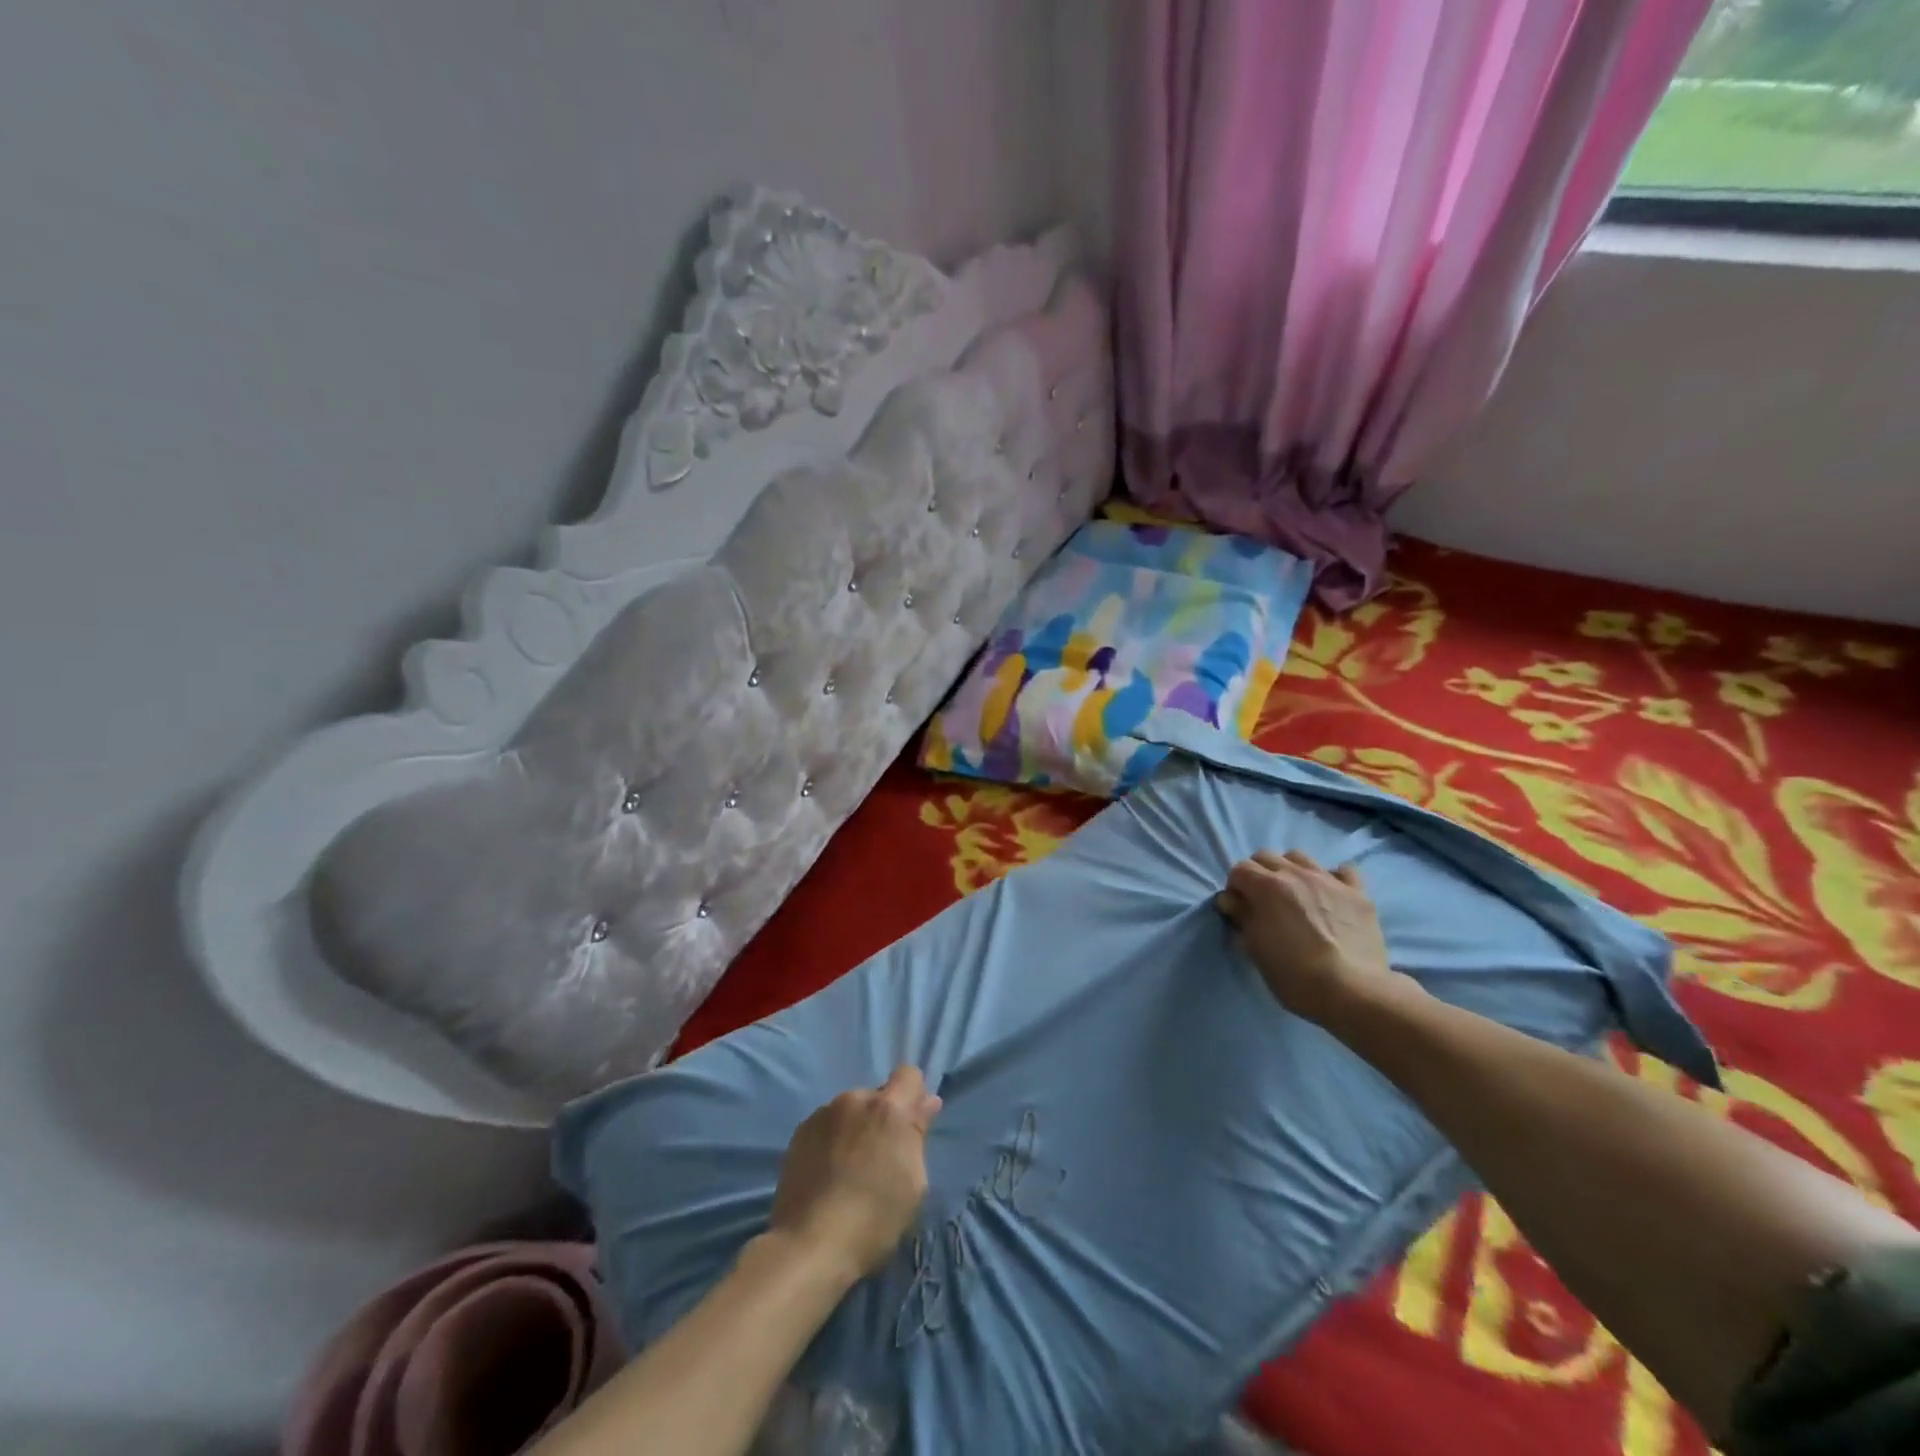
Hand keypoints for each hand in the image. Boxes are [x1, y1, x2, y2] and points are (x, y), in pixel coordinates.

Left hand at [768, 1066, 941, 1281]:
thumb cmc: (874, 1219)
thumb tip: (927, 1103)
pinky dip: (832, 1139)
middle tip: (879, 1156)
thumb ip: (918, 1135)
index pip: (909, 1075)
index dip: (914, 1096)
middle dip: (882, 1117)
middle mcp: (855, 1099)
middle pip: (877, 1095)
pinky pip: (827, 1125)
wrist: (810, 1245)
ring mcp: (823, 1113)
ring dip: (855, 1127)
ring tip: (849, 1168)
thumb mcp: (914, 1183)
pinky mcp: (800, 1131)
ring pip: (850, 1110)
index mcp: (889, 1108)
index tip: (911, 1126)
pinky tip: (828, 1172)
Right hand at [1215, 850, 1408, 1027]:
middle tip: (1264, 901)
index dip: (1236, 888)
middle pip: (1266, 856)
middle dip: (1259, 874)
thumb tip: (1231, 900)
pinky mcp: (1358, 893)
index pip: (1239, 870)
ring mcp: (1329, 880)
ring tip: (1296, 895)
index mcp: (1266, 887)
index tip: (1240, 909)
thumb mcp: (1255, 949)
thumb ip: (1241, 917)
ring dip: (1290, 870)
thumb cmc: (1293, 974)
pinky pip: (1343, 871)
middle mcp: (1296, 874)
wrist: (1351, 991)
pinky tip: (1331, 896)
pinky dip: (1333, 878)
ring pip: (1300, 857)